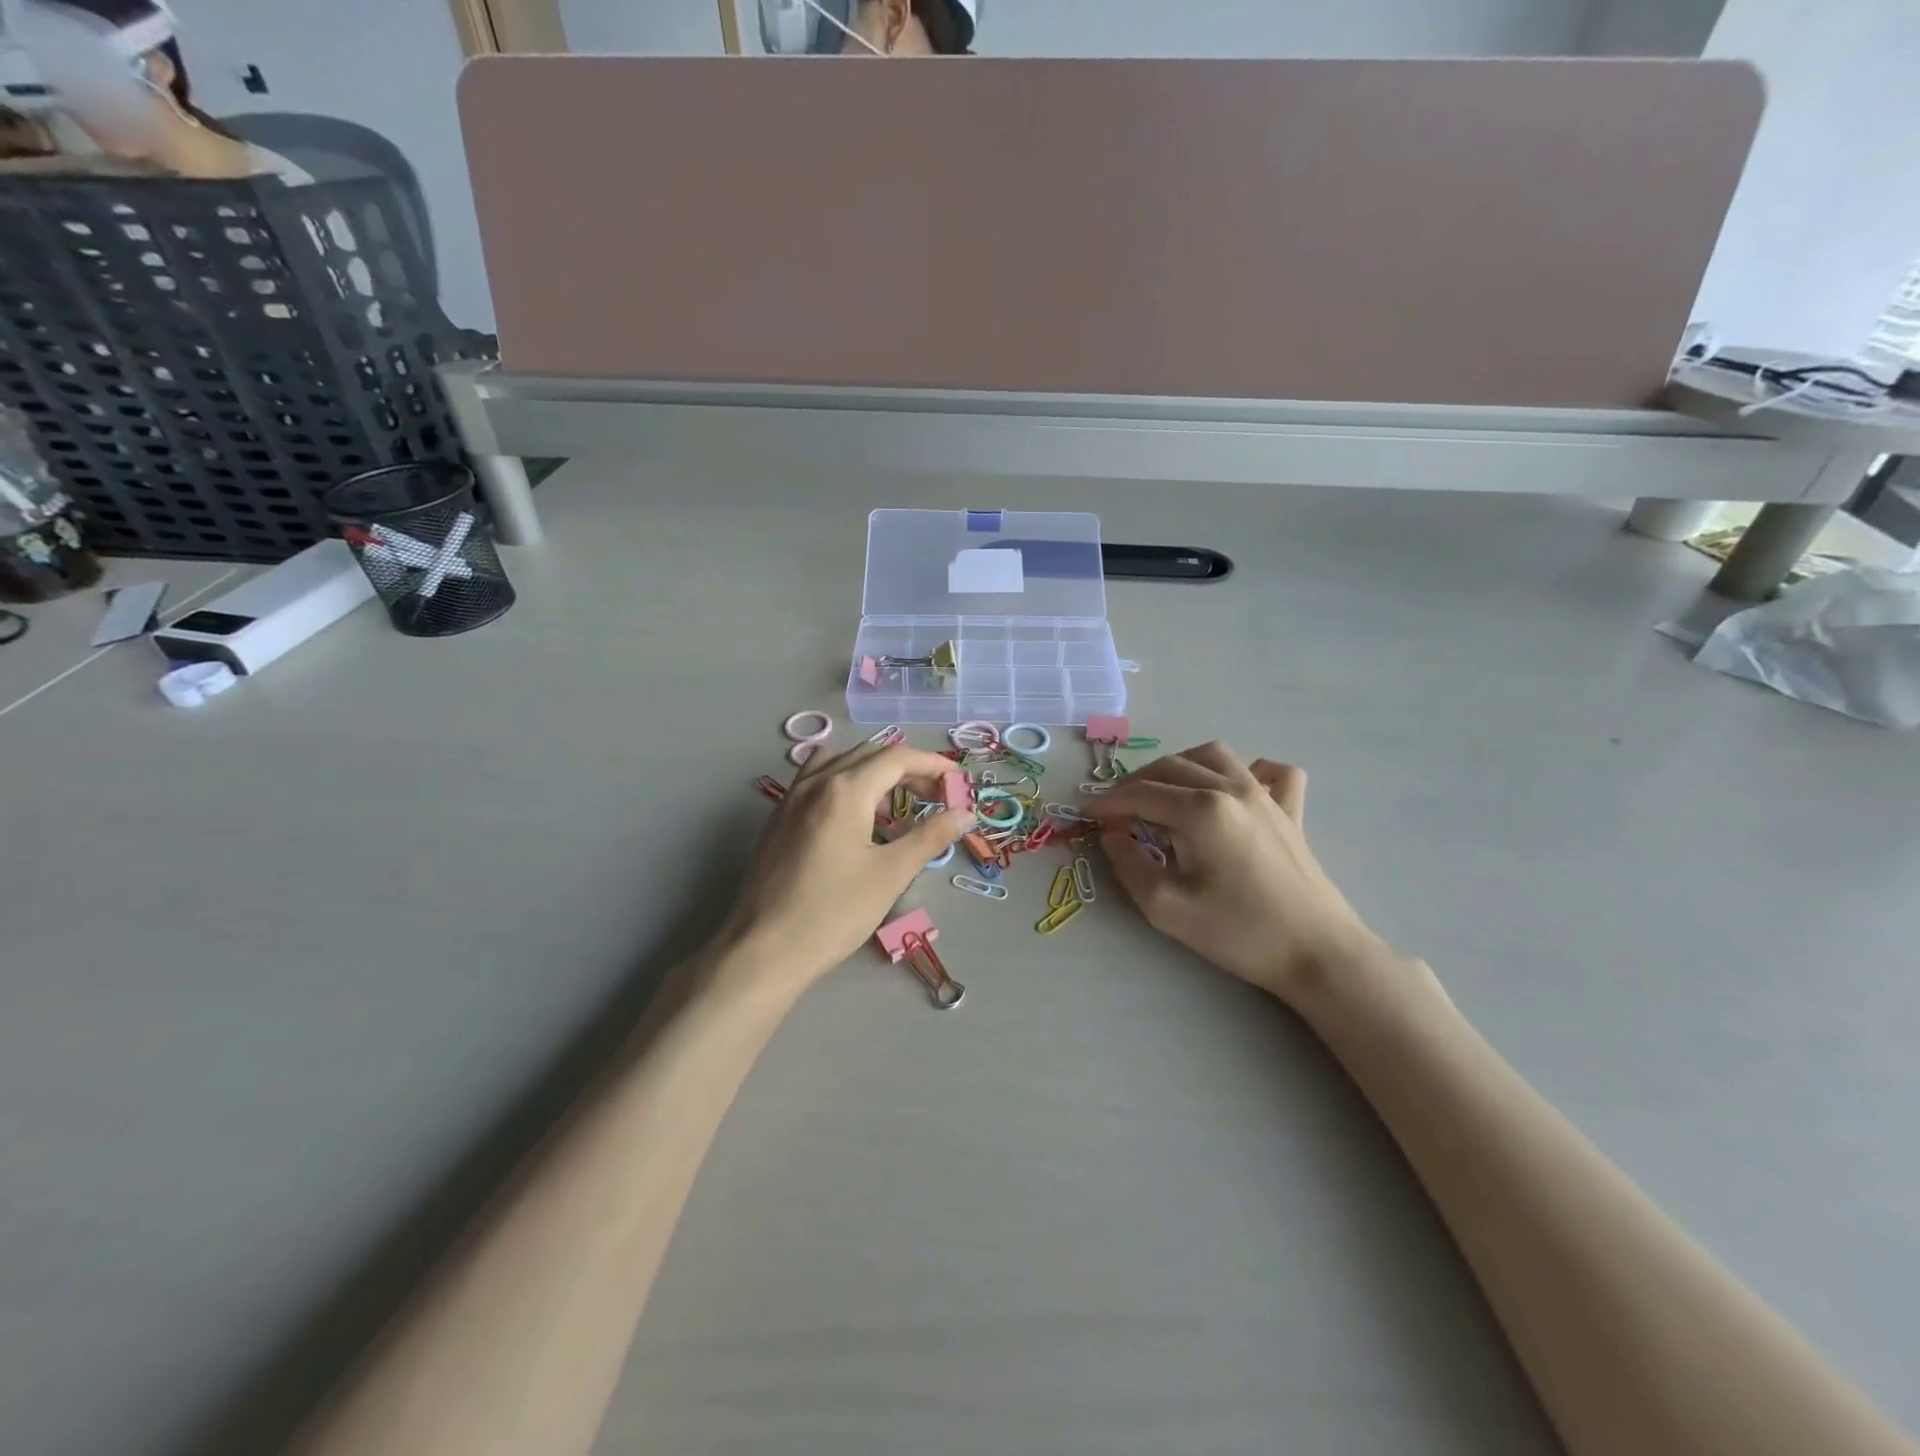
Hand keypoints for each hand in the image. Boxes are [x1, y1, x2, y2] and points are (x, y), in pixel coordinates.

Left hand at [719, 740, 974, 990]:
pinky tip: (854, 819)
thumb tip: (965, 815)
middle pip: (869, 754)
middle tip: (934, 794)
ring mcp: (791, 798)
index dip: (932, 764)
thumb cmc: (833, 912)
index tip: (957, 780)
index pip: (897, 758)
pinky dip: (844, 783)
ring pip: (839, 762)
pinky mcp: (778, 818)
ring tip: (894, 804)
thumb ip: (930, 837)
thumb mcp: (890, 874)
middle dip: (907, 768)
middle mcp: (815, 782)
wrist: (764, 949)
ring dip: (873, 771)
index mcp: (845, 789)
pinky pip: (816, 780)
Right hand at [1087, 742, 1393, 1006]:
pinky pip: (1269, 771)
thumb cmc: (1239, 933)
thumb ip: (1129, 865)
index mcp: (1201, 810)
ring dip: (1180, 766)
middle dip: (1135, 783)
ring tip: (1163, 792)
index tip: (1087, 815)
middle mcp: (1232, 789)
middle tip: (1116, 810)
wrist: (1318, 954)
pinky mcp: (1291, 810)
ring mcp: (1266, 795)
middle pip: (1171, 767)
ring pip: (1213, 756)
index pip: (1140, 793)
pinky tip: (1234, 789)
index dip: (1108, 802)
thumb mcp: (1168, 909)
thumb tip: (1112, 836)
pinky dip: (1245, 771)